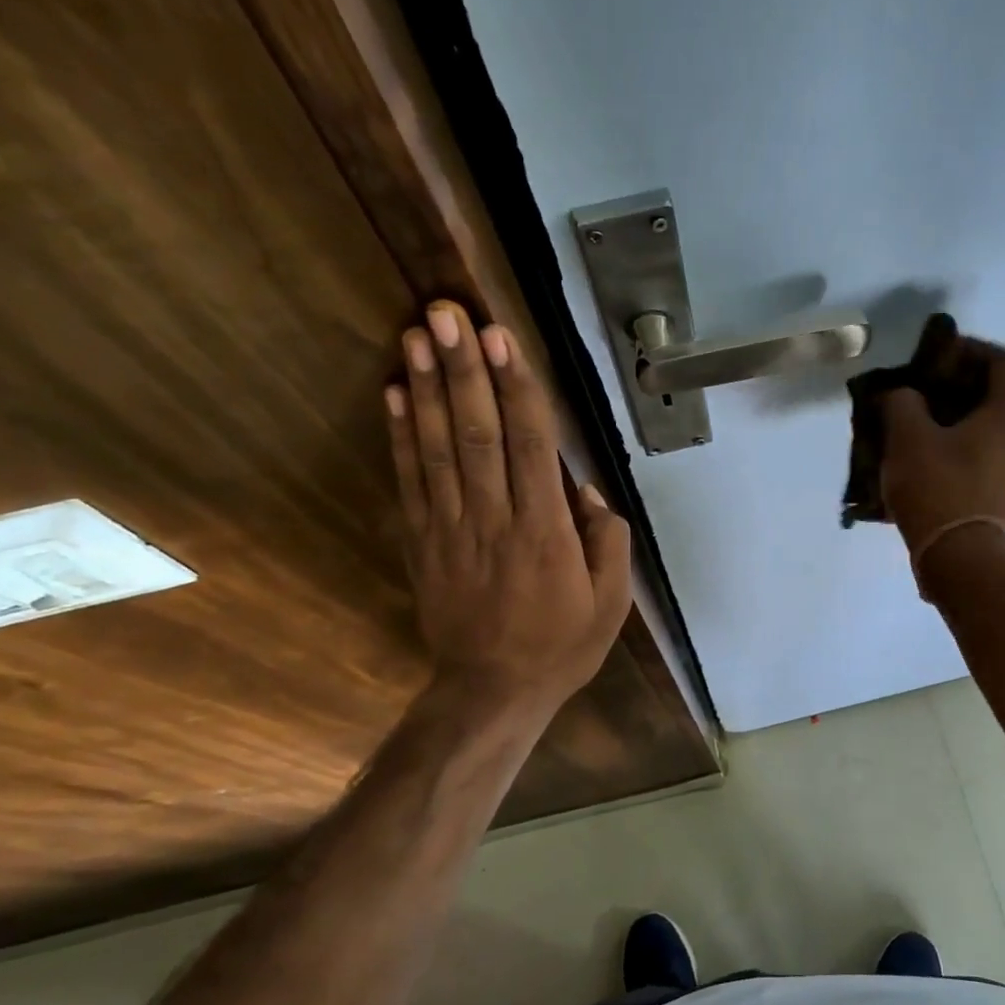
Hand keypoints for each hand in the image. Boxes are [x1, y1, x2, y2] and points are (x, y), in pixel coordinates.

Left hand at [387, 301, 630, 716]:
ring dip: (426, 389)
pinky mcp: (423, 542)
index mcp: (545, 532)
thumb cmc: (560, 646)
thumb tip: (584, 488)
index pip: (530, 446)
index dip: (516, 388)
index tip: (502, 338)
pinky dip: (400, 436)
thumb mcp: (610, 602)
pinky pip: (410, 482)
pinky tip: (394, 395)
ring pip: (438, 449)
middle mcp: (494, 520)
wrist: (492, 691)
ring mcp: (451, 529)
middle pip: (477, 433)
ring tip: (415, 335)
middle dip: (463, 370)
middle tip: (447, 313)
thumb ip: (606, 541)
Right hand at [880, 342, 1004, 558]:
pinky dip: (965, 442)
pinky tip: (932, 452)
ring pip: (994, 424)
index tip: (936, 356)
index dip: (970, 350)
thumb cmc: (937, 486)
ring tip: (924, 420)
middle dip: (963, 384)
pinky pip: (989, 451)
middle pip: (1000, 392)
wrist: (956, 554)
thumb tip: (902, 395)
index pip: (1003, 361)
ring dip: (962, 416)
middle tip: (925, 387)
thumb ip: (903, 401)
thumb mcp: (907, 435)